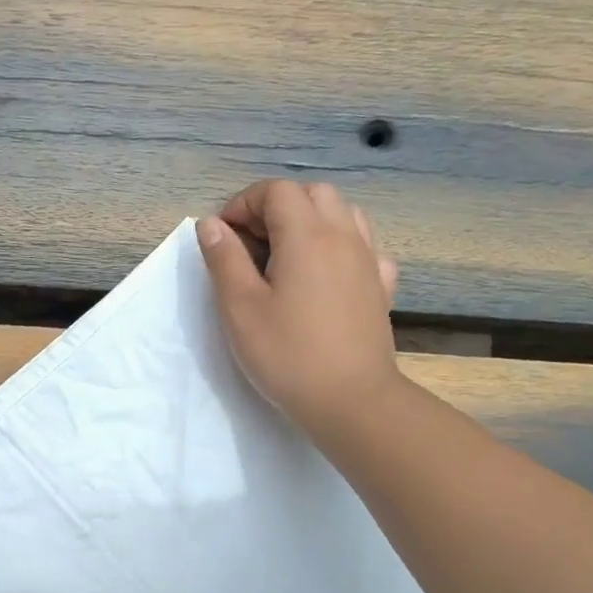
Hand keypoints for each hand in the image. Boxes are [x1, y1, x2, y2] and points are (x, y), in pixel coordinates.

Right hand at [198, 180, 400, 437]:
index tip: (224, 237)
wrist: (352, 401)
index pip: (276, 191)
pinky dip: (341, 245)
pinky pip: (364, 246)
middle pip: (312, 194)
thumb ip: (224, 259)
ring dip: (310, 220)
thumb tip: (211, 224)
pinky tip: (326, 273)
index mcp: (306, 236)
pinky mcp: (381, 287)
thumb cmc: (288, 355)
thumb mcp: (240, 308)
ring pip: (343, 213)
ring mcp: (368, 260)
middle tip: (251, 244)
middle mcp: (343, 236)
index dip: (244, 204)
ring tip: (286, 255)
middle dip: (276, 207)